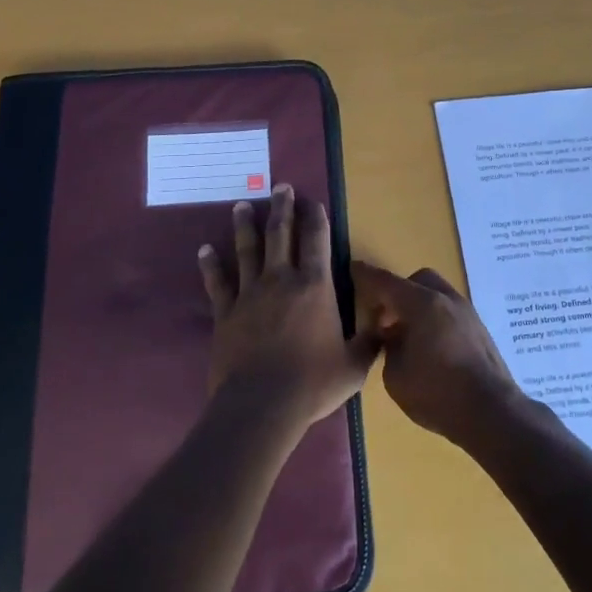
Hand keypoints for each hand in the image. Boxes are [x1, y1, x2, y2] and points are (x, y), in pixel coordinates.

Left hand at [197, 185, 376, 430]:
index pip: (317, 241)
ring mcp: (250, 293)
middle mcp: (282, 280)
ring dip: (245, 225)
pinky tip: (205, 249)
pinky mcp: (225, 312)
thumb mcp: (354, 366)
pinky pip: (217, 282)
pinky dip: (211, 264)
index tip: (313, 201)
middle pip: (281, 234)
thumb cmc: (312, 383)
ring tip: (242, 205)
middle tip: (280, 187)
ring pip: (247, 250)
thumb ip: (370, 341)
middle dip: (282, 207)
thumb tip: (386, 324)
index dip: (316, 218)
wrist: (261, 405)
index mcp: (315, 287)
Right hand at [351, 262, 522, 446]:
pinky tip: (429, 348)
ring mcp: (467, 313)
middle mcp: (447, 300)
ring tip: (408, 338)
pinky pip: (449, 312)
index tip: (351, 268)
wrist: (493, 413)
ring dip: (417, 307)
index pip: (386, 282)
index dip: (366, 275)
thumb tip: (394, 337)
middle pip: (417, 281)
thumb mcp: (396, 376)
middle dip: (397, 294)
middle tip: (385, 321)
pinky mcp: (479, 330)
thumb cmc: (438, 394)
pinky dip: (434, 319)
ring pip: (436, 295)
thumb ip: (389, 348)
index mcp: (423, 304)